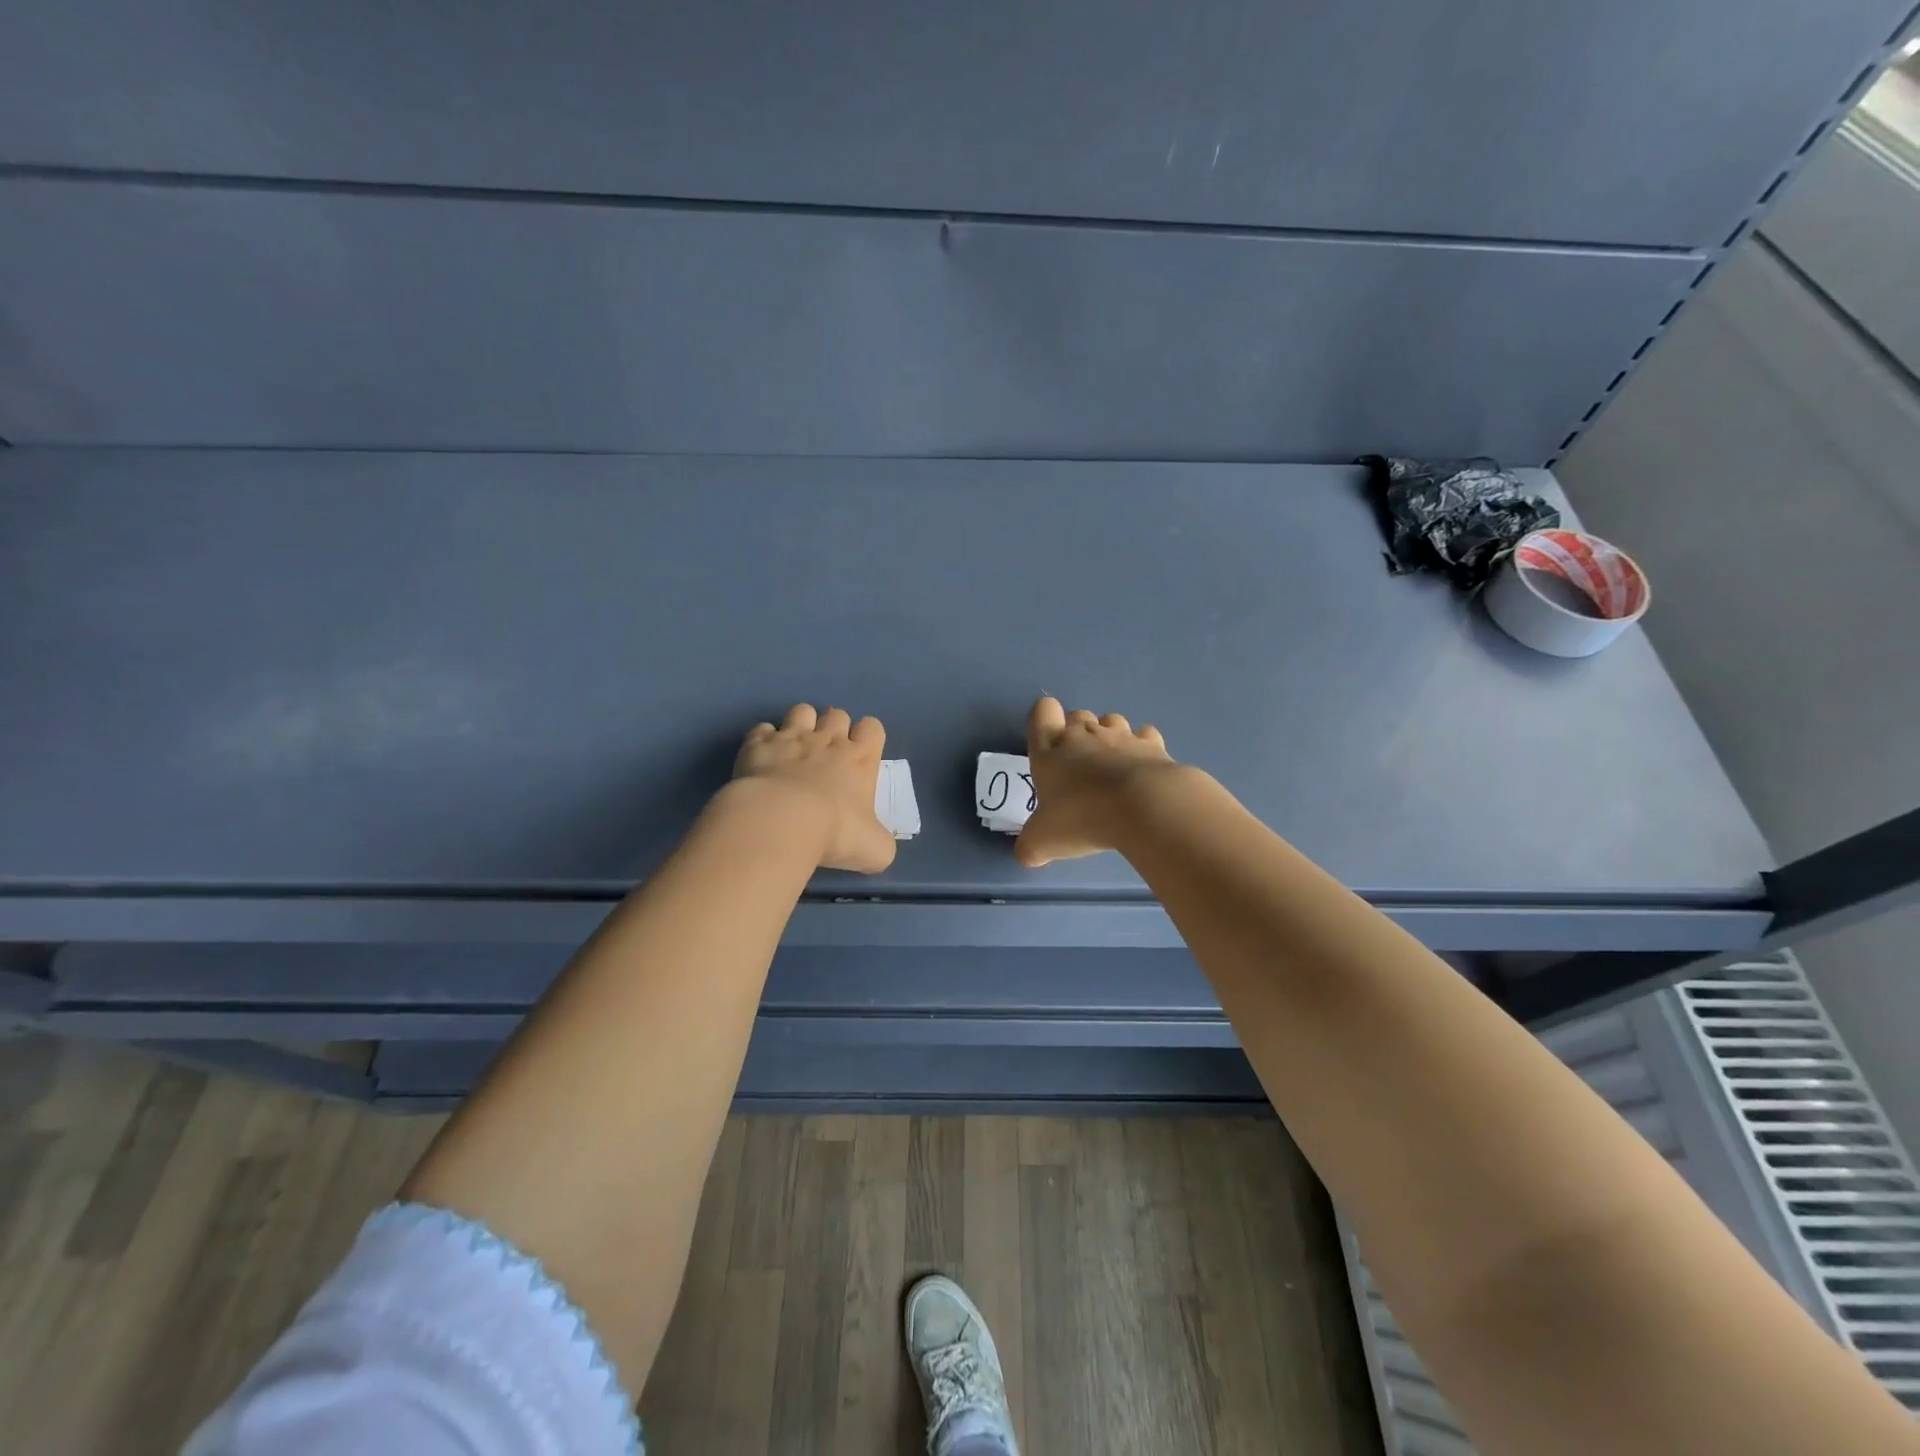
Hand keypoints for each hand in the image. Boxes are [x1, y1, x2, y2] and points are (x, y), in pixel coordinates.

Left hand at [732, 705, 895, 873]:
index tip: (861, 758)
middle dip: (834, 728)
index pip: (873, 727)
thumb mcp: (875, 849)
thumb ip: (880, 841)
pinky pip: (762, 729)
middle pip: (837, 714)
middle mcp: (828, 741)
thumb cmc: (836, 832)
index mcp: (860, 759)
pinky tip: (762, 759)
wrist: (781, 822)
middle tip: (827, 757)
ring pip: (802, 711)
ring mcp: (791, 738)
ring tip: (795, 750)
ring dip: (801, 725)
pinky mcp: (758, 745)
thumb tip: (876, 844)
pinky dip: (763, 740)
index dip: (868, 737)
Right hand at [1015, 697, 1181, 866]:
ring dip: (1110, 738)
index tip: (1049, 748)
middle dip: (1078, 735)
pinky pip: (1146, 736)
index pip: (1042, 711)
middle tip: (1080, 771)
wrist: (1143, 807)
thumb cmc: (1082, 816)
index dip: (1044, 722)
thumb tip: (1029, 854)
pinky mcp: (1154, 746)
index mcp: (1051, 748)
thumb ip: (1031, 845)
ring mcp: (1121, 736)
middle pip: (1078, 715)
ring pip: (1112, 721)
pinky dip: (1143, 749)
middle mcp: (1085, 733)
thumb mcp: (1043, 841)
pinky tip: (1143, 771)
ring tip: (1113, 770)